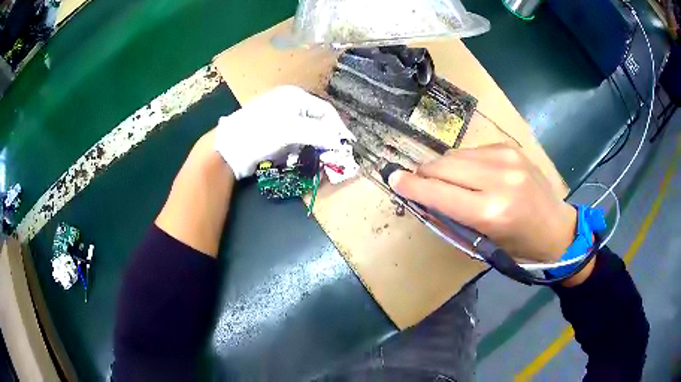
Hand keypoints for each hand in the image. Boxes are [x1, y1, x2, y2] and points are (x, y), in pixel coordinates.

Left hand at [215, 86, 354, 178]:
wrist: (229, 148)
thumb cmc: (259, 133)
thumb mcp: (290, 130)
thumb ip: (318, 133)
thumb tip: (341, 141)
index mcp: (295, 97)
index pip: (326, 110)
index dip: (337, 127)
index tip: (345, 145)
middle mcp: (290, 105)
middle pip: (317, 121)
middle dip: (325, 138)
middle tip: (332, 155)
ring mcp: (281, 119)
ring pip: (307, 132)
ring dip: (313, 146)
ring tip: (315, 159)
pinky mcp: (275, 133)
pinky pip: (295, 141)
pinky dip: (300, 150)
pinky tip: (297, 158)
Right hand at [388, 144, 575, 262]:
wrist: (557, 229)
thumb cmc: (519, 246)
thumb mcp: (483, 243)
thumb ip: (450, 218)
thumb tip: (422, 197)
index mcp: (491, 212)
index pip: (439, 193)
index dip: (412, 185)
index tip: (393, 178)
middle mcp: (499, 179)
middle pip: (443, 166)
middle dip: (424, 173)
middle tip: (418, 182)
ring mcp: (506, 158)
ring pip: (455, 155)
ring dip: (443, 167)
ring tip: (446, 181)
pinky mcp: (510, 147)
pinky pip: (472, 151)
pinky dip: (463, 163)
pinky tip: (471, 174)